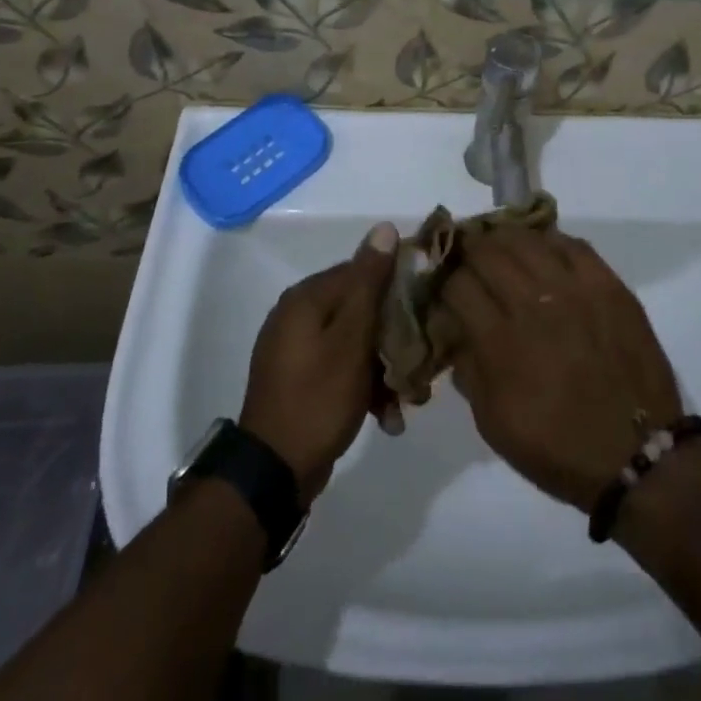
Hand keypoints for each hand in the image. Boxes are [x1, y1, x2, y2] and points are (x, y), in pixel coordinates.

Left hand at [240, 223, 397, 503]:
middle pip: (360, 309)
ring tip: (406, 401)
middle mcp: (298, 314)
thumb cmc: (318, 398)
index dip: (397, 286)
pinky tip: (386, 416)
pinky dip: (364, 386)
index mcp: (307, 297)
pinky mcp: (300, 378)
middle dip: (393, 337)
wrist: (274, 472)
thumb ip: (369, 283)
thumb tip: (384, 228)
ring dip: (383, 367)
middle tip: (419, 365)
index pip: (362, 271)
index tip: (426, 309)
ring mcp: (296, 348)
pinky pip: (341, 367)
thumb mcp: (352, 339)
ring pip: (355, 342)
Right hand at [435, 227, 682, 512]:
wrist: (637, 455)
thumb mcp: (492, 423)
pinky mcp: (608, 284)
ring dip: (504, 239)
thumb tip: (455, 330)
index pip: (457, 285)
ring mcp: (574, 289)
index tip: (446, 288)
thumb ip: (468, 369)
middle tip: (467, 258)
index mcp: (500, 342)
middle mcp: (533, 304)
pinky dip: (550, 242)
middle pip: (487, 252)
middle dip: (468, 252)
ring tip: (500, 245)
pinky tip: (543, 250)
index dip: (445, 283)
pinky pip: (571, 244)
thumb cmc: (558, 447)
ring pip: (526, 239)